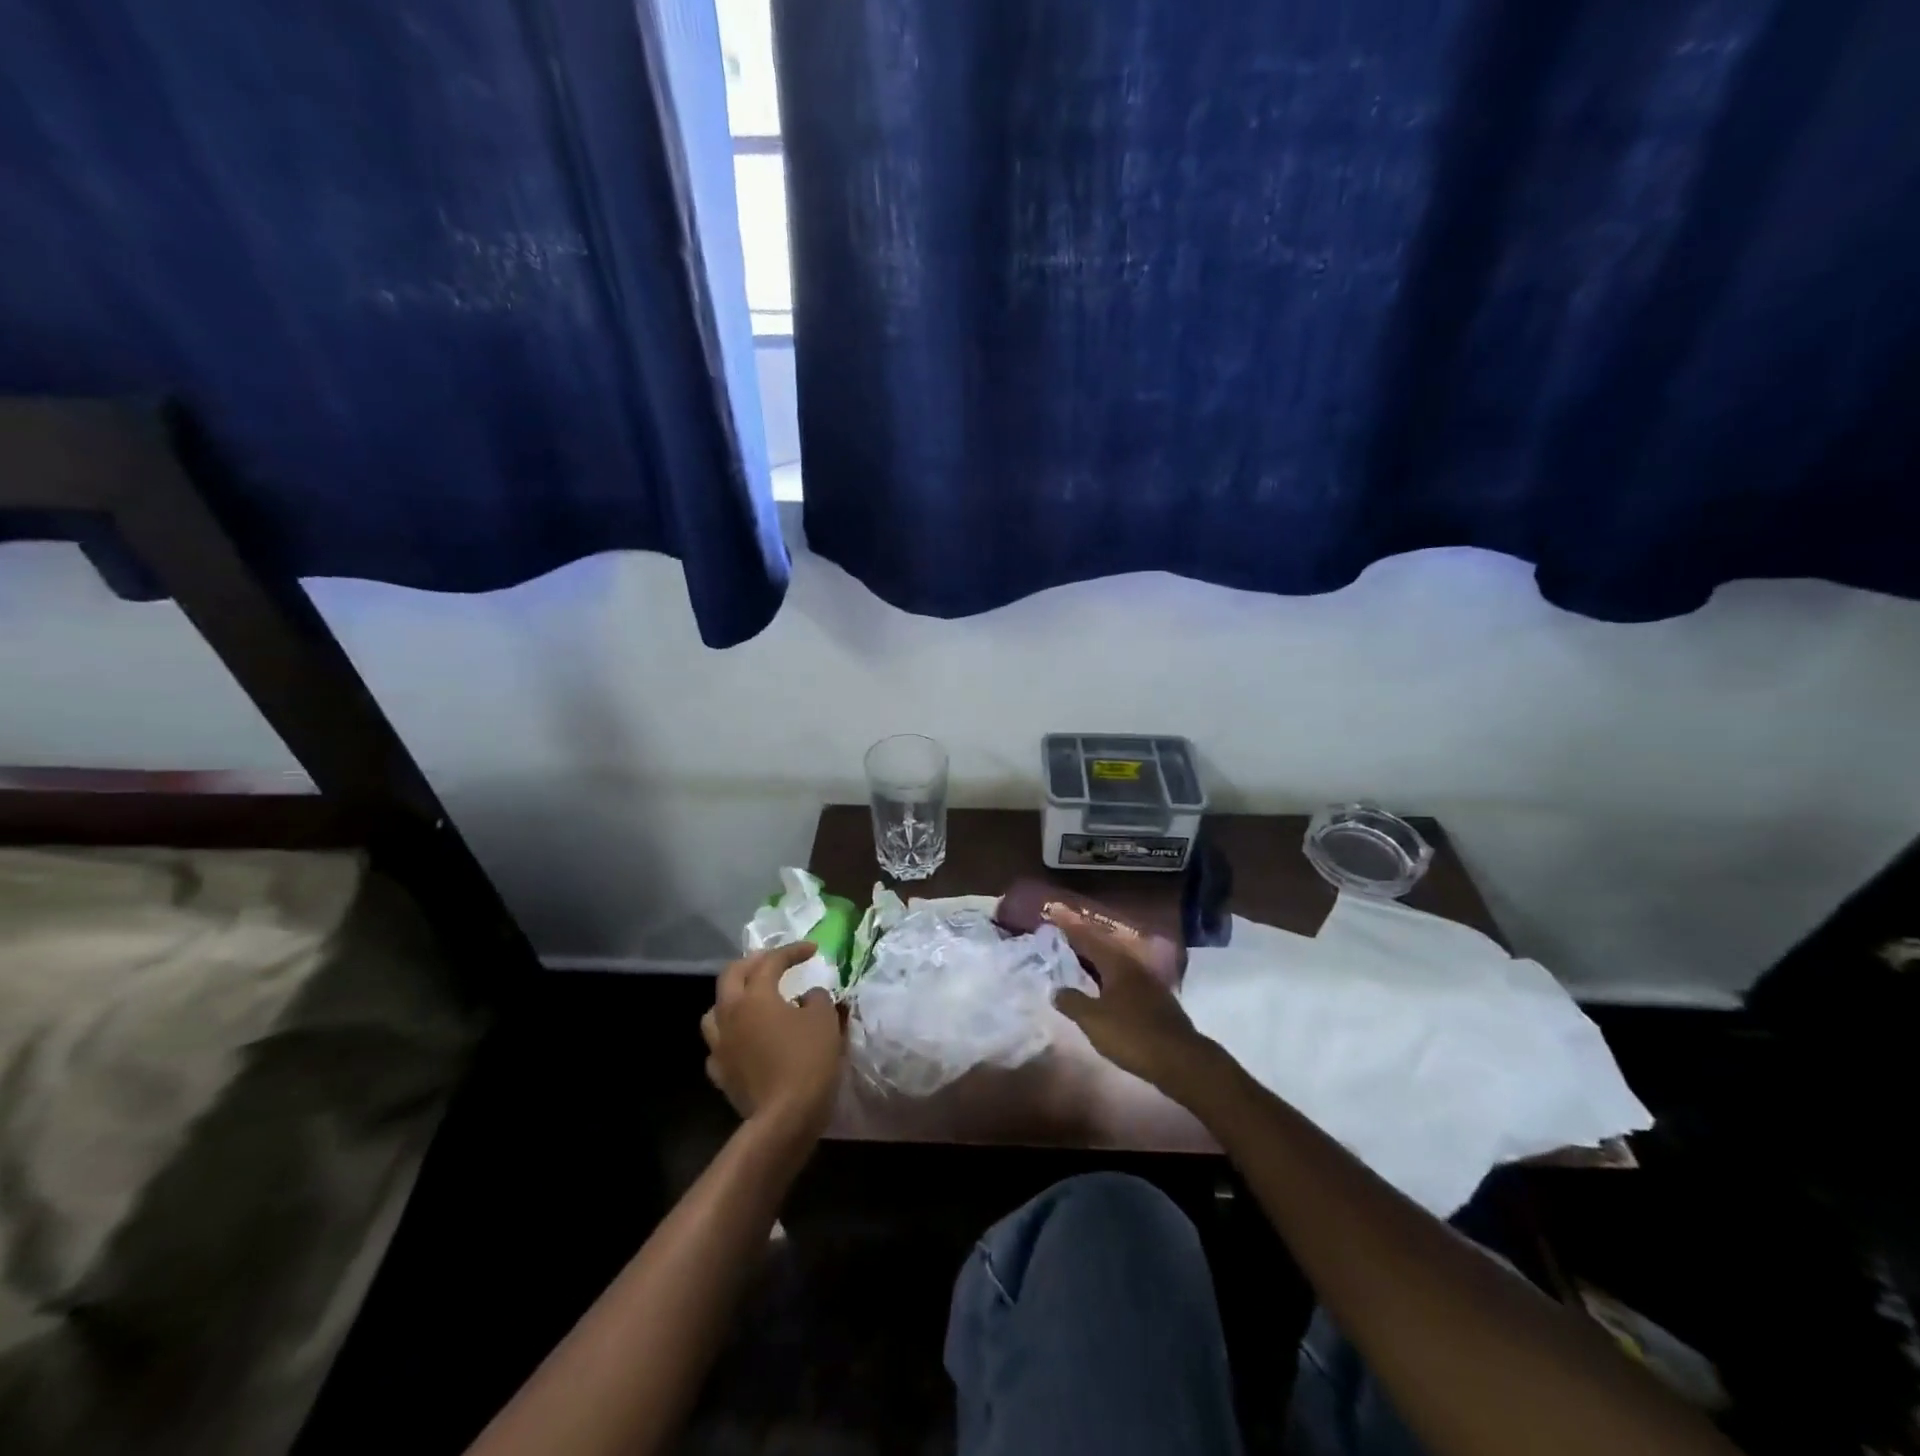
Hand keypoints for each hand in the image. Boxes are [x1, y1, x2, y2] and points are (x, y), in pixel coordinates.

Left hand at [701, 942, 845, 1144]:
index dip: (792, 951)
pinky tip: (745, 1040)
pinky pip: (719, 1044)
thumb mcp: (824, 1020)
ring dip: (733, 998)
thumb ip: (816, 998)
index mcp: (755, 996)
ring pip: (715, 1010)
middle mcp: (730, 1014)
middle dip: (753, 963)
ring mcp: (720, 1046)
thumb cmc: (807, 1060)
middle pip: (731, 975)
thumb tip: (807, 997)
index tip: (812, 950)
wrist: (784, 1118)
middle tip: (774, 962)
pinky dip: (732, 1035)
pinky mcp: (720, 1073)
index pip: (771, 961)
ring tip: (752, 999)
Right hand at [1048, 907, 1217, 1096]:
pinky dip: (1108, 981)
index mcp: (1117, 964)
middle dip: (1083, 943)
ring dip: (1096, 963)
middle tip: (1062, 939)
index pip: (1089, 939)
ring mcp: (1148, 984)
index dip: (1070, 928)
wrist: (1180, 1060)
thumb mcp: (1094, 1020)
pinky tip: (1102, 991)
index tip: (1054, 915)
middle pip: (1104, 949)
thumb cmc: (1132, 1034)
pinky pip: (1125, 982)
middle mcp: (1133, 967)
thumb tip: (1056, 990)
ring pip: (1116, 965)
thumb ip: (1073, 1002)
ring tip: (1077, 964)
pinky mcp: (1156, 1002)